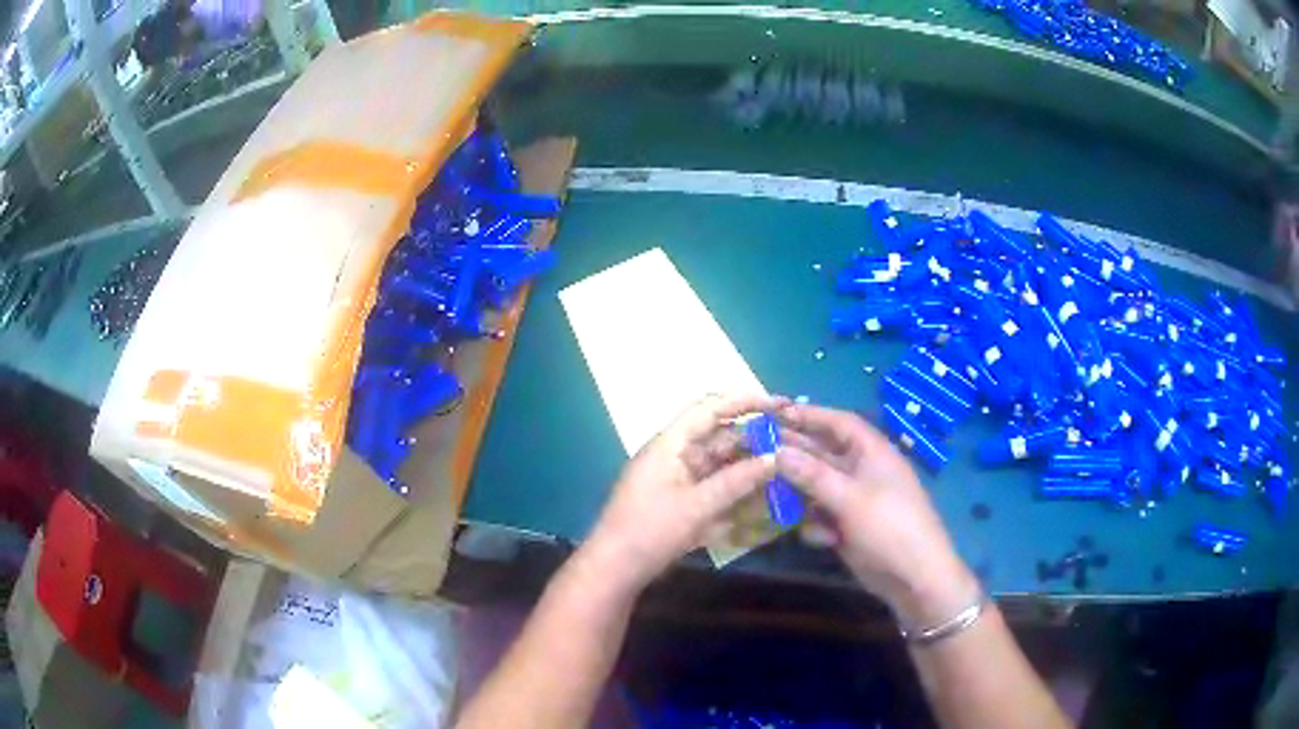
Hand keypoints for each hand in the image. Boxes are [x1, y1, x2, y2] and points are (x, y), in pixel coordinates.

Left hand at [583, 394, 785, 592]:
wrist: (616, 569)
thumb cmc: (650, 530)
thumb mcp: (697, 505)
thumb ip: (737, 481)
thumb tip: (775, 458)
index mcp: (670, 444)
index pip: (710, 408)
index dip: (744, 401)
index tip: (779, 403)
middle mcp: (674, 454)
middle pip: (718, 435)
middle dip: (752, 437)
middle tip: (791, 440)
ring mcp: (677, 478)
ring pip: (719, 462)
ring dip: (747, 464)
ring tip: (784, 466)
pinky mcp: (680, 501)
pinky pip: (714, 485)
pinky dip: (736, 487)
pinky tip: (762, 495)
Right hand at [775, 403, 978, 628]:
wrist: (914, 577)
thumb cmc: (889, 527)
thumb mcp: (850, 498)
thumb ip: (812, 474)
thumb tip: (777, 451)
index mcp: (873, 453)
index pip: (839, 423)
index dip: (810, 415)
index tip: (776, 413)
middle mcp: (863, 471)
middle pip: (824, 453)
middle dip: (796, 455)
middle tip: (759, 452)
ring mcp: (856, 500)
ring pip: (818, 487)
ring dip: (801, 494)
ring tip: (775, 497)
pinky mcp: (849, 527)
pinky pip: (823, 516)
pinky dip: (817, 525)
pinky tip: (821, 539)